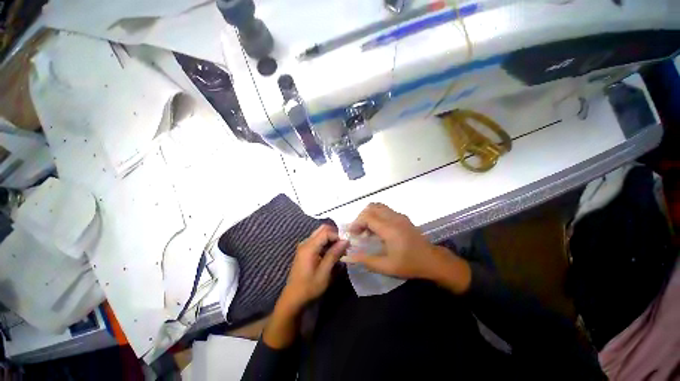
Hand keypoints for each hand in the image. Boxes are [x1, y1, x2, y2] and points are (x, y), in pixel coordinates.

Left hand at [264, 225, 347, 348]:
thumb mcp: (324, 272)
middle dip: (334, 235)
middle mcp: (306, 242)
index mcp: (309, 247)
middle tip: (343, 246)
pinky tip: (331, 254)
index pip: (326, 232)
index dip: (338, 236)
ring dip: (331, 239)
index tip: (346, 245)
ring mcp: (304, 246)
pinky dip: (326, 243)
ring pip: (320, 234)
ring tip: (339, 251)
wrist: (293, 298)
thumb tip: (346, 241)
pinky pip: (317, 240)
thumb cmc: (309, 287)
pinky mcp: (305, 250)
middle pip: (322, 229)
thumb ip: (334, 254)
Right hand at [341, 203, 470, 293]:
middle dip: (361, 218)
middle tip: (359, 232)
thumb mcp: (386, 266)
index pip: (367, 216)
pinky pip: (385, 210)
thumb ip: (366, 260)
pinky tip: (377, 229)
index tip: (352, 234)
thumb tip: (348, 257)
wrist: (432, 260)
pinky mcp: (402, 217)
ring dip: (369, 215)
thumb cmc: (409, 264)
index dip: (356, 223)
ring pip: (378, 206)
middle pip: (371, 207)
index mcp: (389, 229)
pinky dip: (376, 215)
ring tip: (367, 230)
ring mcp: (399, 216)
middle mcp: (394, 218)